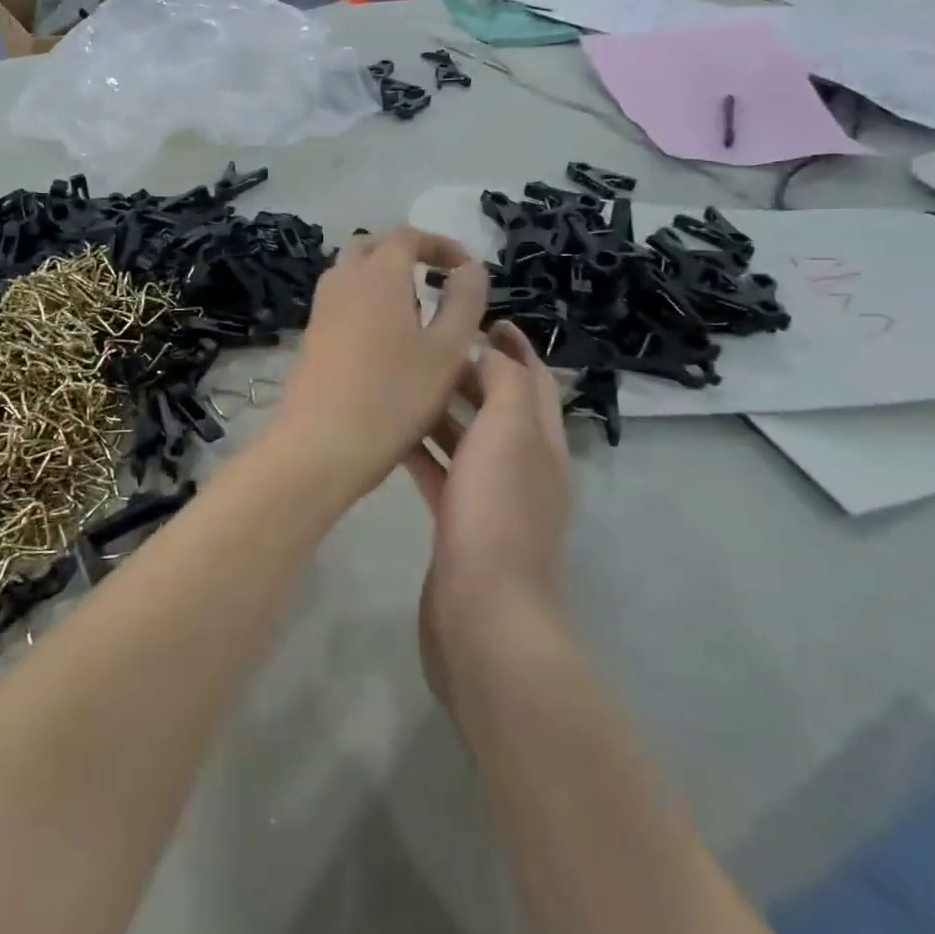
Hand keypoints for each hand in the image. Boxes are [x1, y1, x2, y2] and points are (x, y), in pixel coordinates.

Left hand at [269, 227, 488, 497]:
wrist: (320, 445)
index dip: (440, 244)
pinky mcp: (310, 338)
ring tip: (414, 310)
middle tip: (436, 279)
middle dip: (405, 253)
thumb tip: (470, 269)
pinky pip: (340, 301)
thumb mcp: (447, 351)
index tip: (466, 268)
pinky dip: (364, 302)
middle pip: (371, 247)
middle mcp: (343, 282)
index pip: (407, 235)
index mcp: (378, 275)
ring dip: (382, 278)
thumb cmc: (394, 397)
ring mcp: (321, 310)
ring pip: (350, 273)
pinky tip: (385, 340)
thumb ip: (464, 302)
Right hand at [403, 322, 570, 709]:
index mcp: (541, 442)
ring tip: (404, 382)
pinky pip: (441, 474)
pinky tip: (392, 437)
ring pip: (466, 440)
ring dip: (442, 410)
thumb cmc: (498, 513)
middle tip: (427, 347)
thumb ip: (505, 384)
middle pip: (499, 407)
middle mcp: (523, 467)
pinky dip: (423, 451)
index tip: (481, 318)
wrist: (484, 615)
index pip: (534, 381)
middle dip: (471, 374)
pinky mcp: (460, 526)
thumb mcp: (508, 432)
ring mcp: (491, 499)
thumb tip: (492, 352)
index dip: (515, 347)